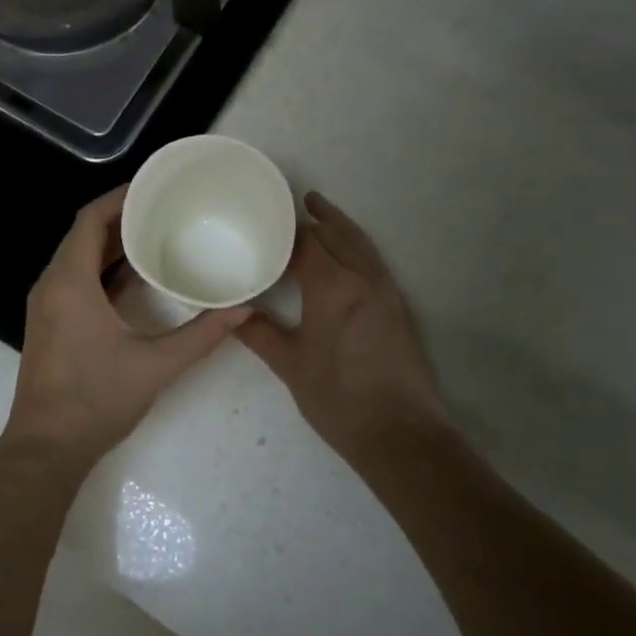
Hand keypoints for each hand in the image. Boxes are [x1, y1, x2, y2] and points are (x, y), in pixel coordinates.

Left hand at [4, 186, 249, 476]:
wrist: (46, 448)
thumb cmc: (97, 400)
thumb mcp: (157, 365)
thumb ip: (203, 334)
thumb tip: (245, 309)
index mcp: (70, 283)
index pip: (90, 220)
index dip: (119, 197)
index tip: (152, 186)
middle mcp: (51, 285)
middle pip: (83, 234)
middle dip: (120, 217)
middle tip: (162, 206)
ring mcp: (46, 305)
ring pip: (77, 257)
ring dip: (111, 243)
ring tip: (154, 232)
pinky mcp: (49, 322)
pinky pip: (74, 277)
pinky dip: (101, 268)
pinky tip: (134, 275)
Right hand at [237, 191, 445, 460]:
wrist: (401, 433)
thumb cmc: (338, 398)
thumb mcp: (291, 366)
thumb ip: (260, 334)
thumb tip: (234, 312)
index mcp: (333, 286)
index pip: (308, 241)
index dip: (288, 228)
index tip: (267, 220)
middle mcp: (363, 278)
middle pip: (339, 234)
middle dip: (317, 217)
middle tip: (295, 202)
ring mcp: (386, 291)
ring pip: (362, 244)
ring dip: (341, 226)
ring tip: (322, 212)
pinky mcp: (399, 307)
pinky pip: (374, 261)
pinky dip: (357, 246)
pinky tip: (346, 256)